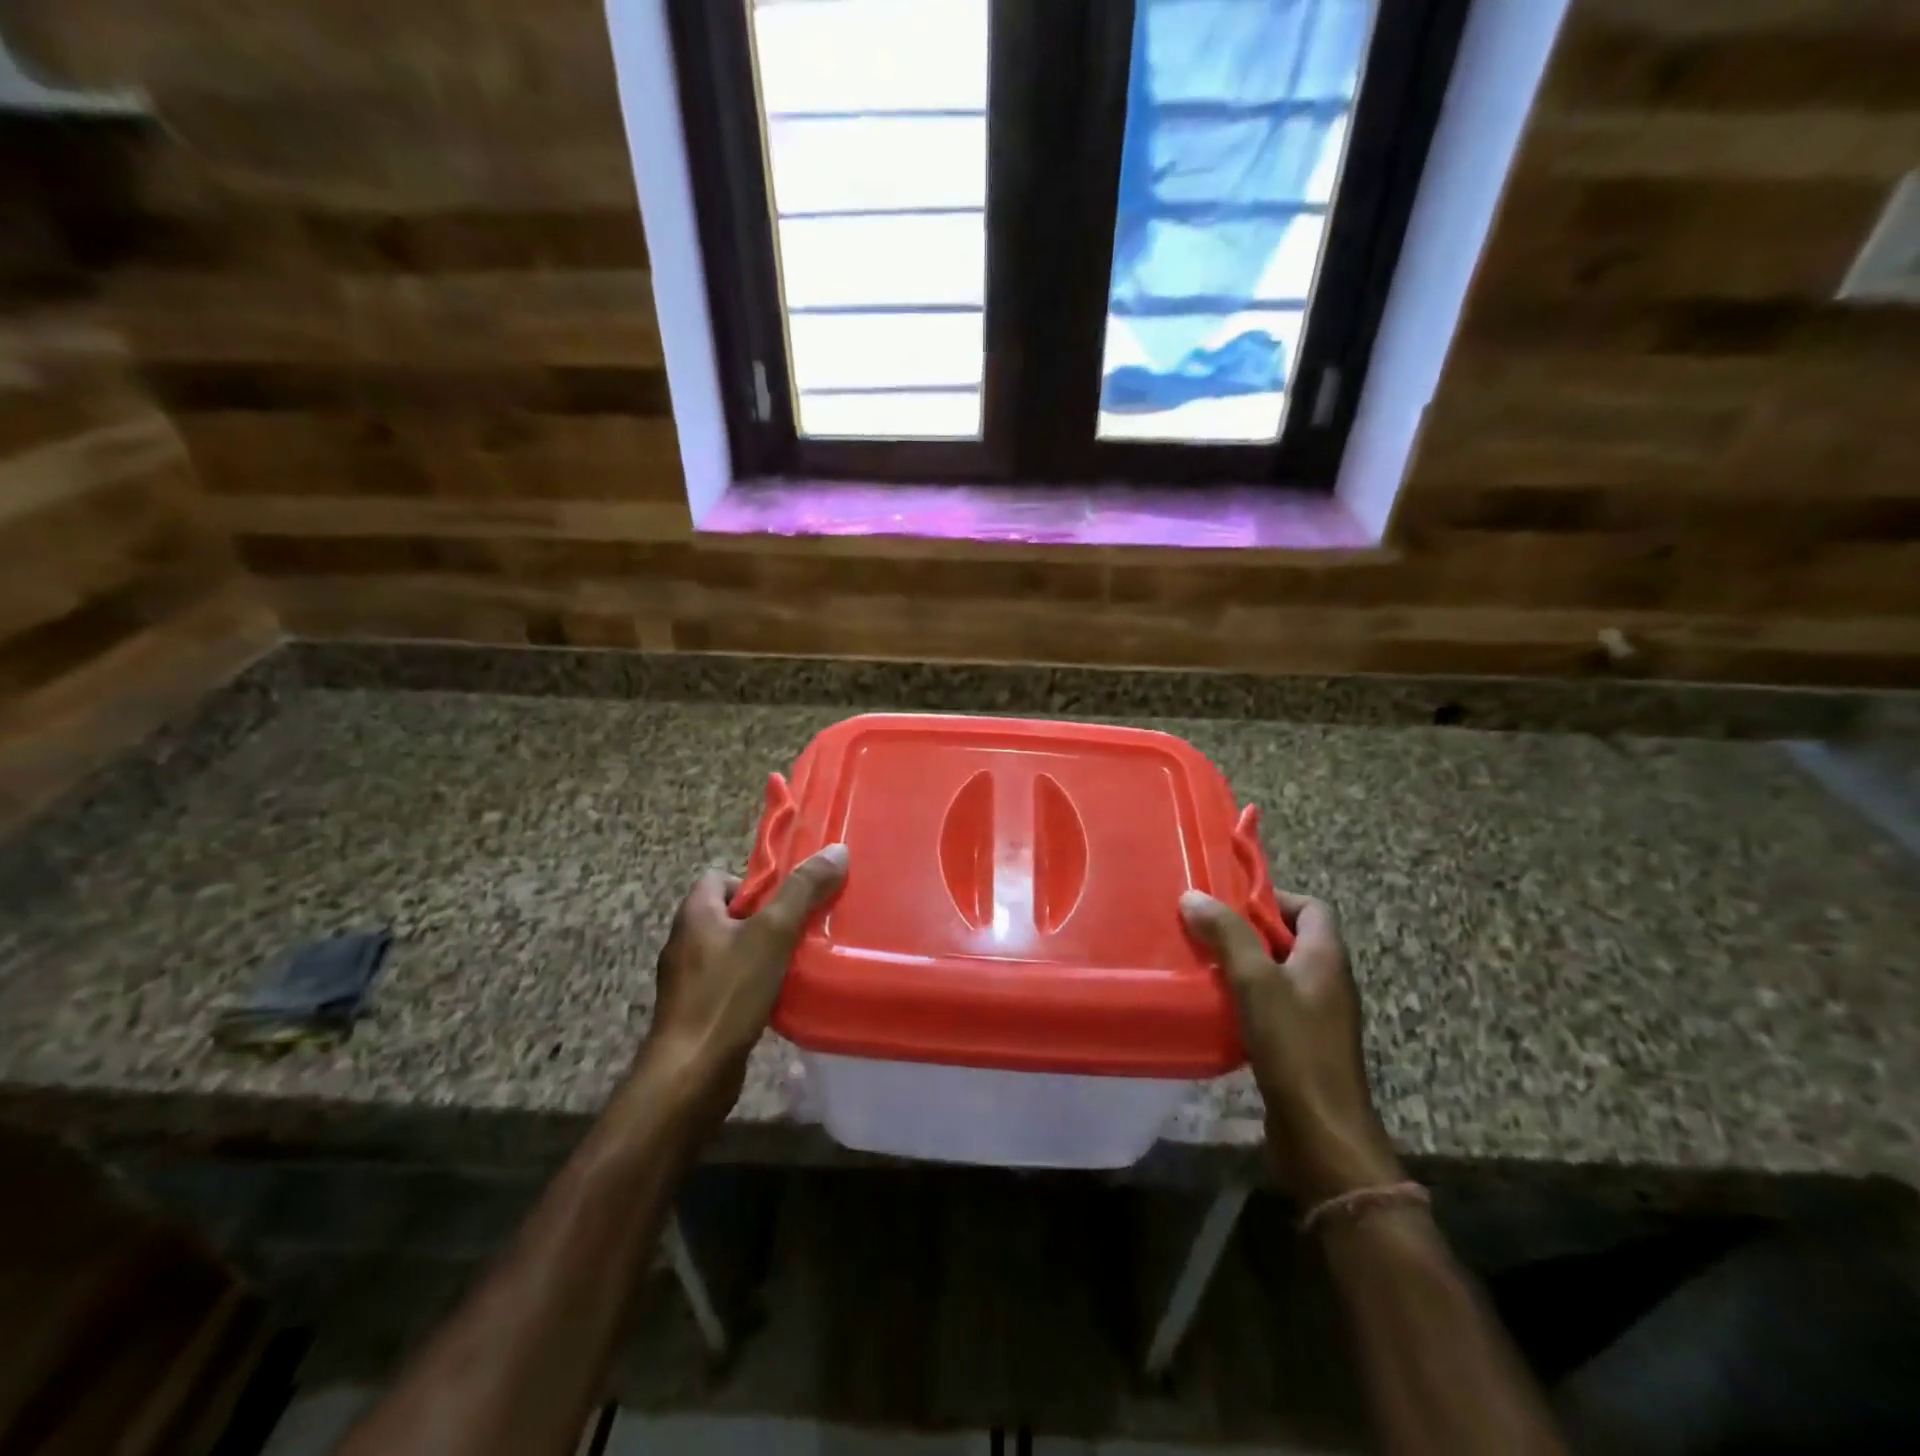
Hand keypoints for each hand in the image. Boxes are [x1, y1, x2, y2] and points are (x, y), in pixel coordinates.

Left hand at [638, 845, 848, 1127]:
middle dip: (768, 919)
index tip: (788, 900)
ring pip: (734, 950)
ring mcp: (689, 980)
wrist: (691, 1074)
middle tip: (803, 928)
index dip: (756, 883)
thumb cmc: (728, 994)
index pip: (722, 876)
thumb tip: (836, 850)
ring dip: (764, 953)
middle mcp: (685, 941)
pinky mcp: (697, 1011)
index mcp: (695, 913)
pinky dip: (755, 984)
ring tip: (799, 961)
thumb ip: (802, 891)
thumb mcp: (773, 933)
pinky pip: (731, 983)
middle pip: (732, 913)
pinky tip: (780, 996)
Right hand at [1180, 886, 1402, 1203]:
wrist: (1322, 1134)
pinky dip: (1246, 999)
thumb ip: (1228, 935)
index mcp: (1326, 958)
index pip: (1311, 907)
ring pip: (1277, 974)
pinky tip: (1215, 1007)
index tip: (1230, 902)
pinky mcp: (1302, 1045)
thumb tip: (1193, 896)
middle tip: (1205, 930)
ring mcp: (1317, 1016)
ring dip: (1243, 966)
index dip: (1274, 898)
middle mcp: (1327, 981)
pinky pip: (1273, 1006)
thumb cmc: (1294, 1047)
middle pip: (1291, 939)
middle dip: (1248, 931)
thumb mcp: (1256, 981)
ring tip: (1202, 964)